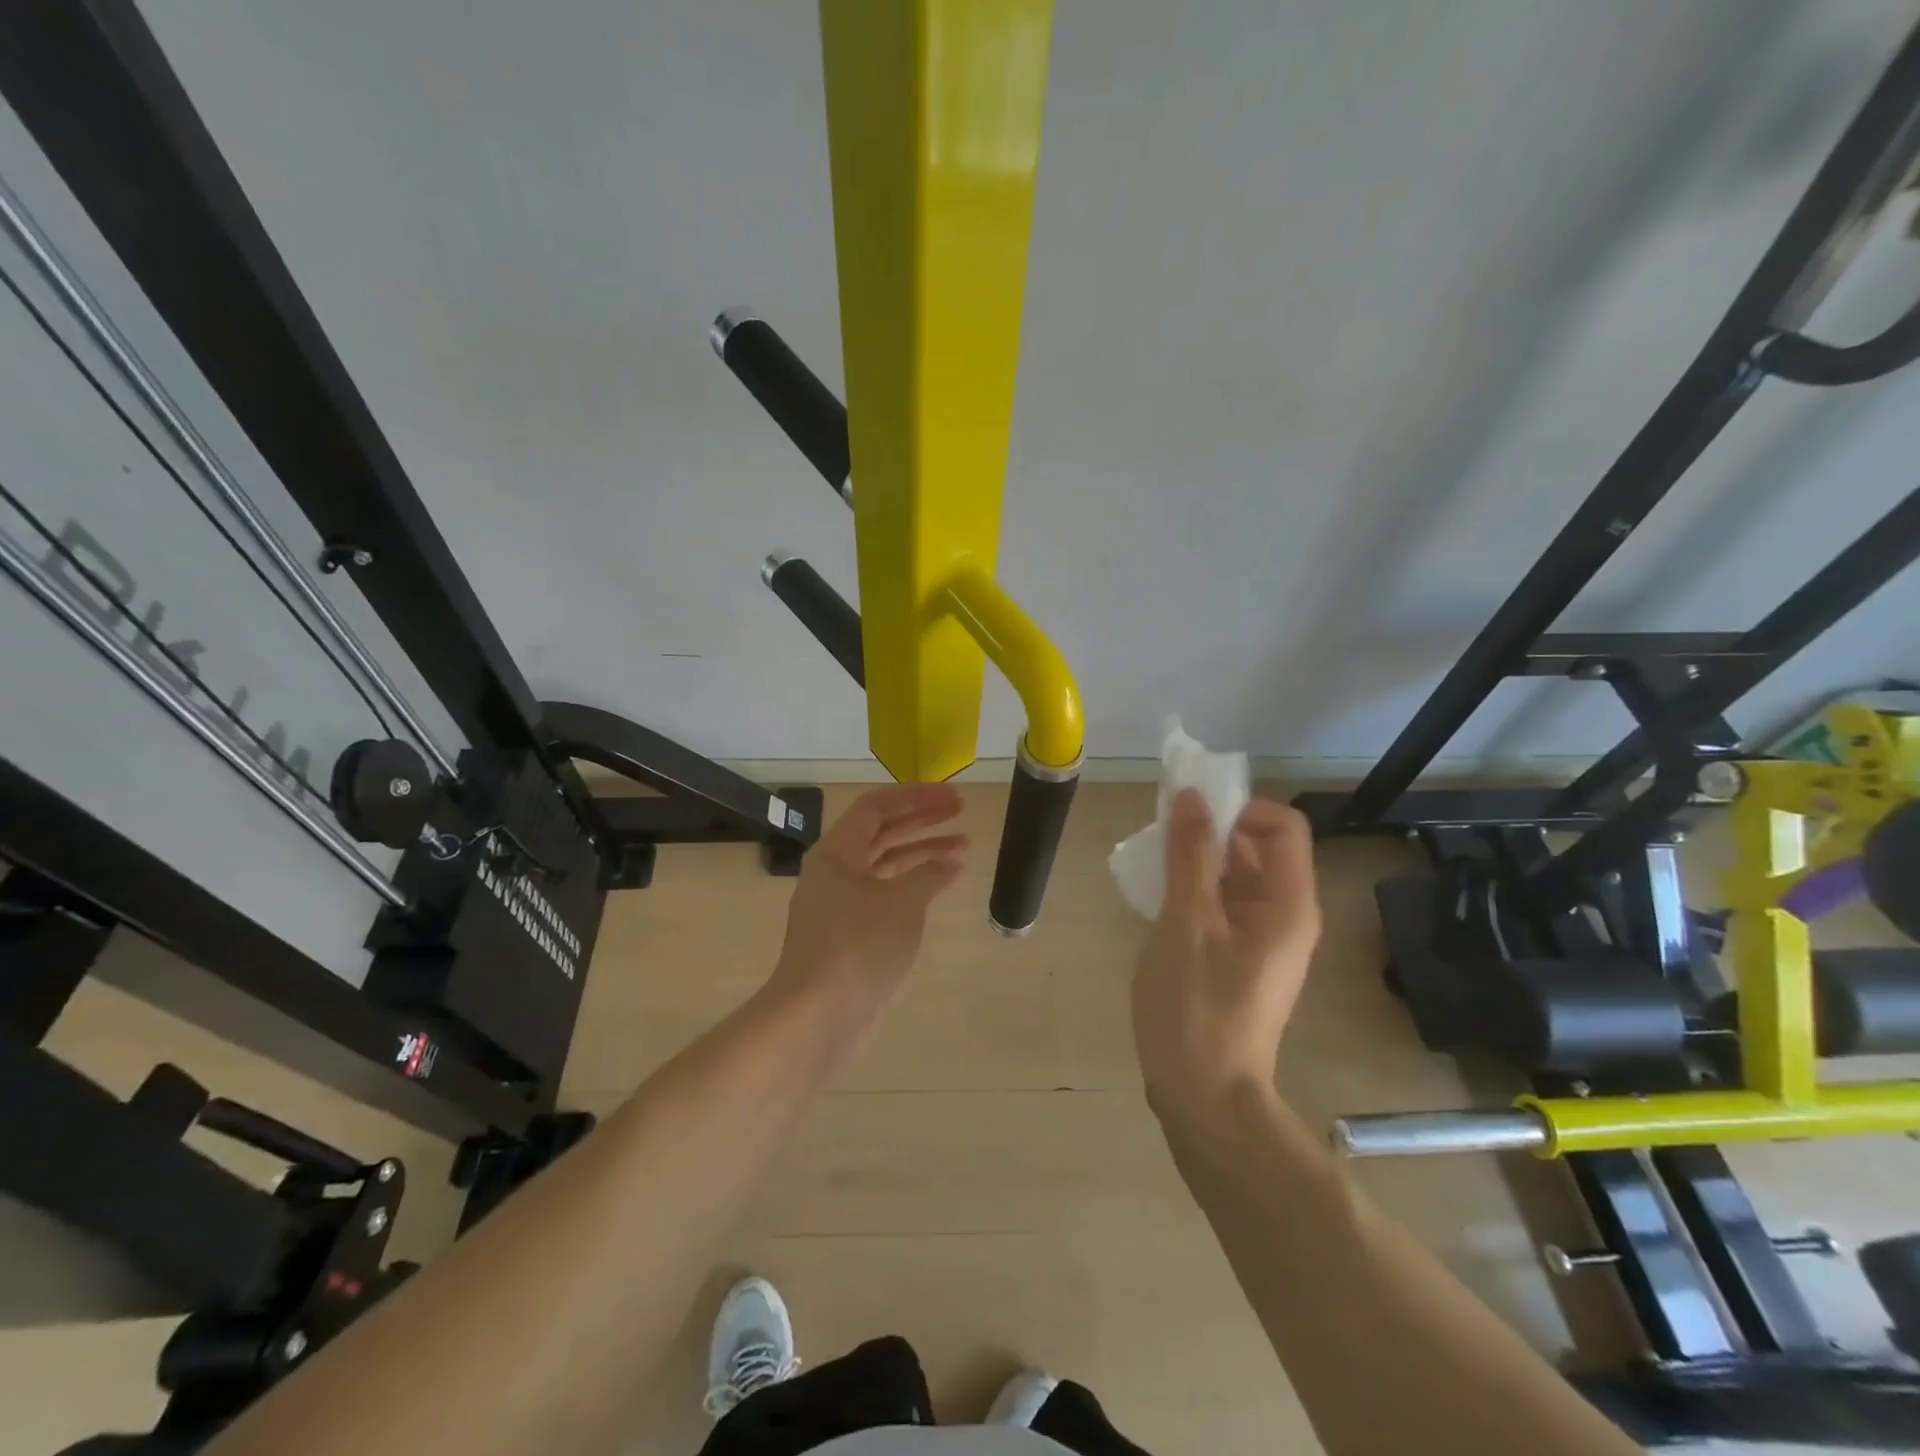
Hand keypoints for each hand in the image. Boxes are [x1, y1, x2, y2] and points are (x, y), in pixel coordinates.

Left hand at [769, 783, 969, 1028]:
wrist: (818, 1014)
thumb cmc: (858, 946)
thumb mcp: (902, 903)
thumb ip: (929, 875)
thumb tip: (950, 865)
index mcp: (837, 851)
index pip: (877, 806)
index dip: (916, 796)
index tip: (951, 797)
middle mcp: (835, 869)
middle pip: (881, 831)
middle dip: (922, 819)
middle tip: (960, 810)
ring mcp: (840, 901)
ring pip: (885, 863)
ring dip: (922, 852)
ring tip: (962, 847)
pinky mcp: (849, 930)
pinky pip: (885, 892)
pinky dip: (913, 884)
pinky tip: (942, 885)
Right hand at [1132, 791, 1320, 1122]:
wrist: (1203, 1097)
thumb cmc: (1196, 1007)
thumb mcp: (1186, 922)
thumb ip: (1190, 855)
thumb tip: (1191, 796)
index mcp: (1288, 904)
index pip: (1282, 825)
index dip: (1239, 808)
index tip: (1189, 816)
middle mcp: (1286, 915)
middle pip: (1258, 847)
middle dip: (1211, 831)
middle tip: (1161, 838)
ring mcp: (1264, 939)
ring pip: (1236, 875)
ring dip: (1197, 860)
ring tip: (1152, 867)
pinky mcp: (1240, 957)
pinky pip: (1223, 904)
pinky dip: (1195, 889)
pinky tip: (1157, 901)